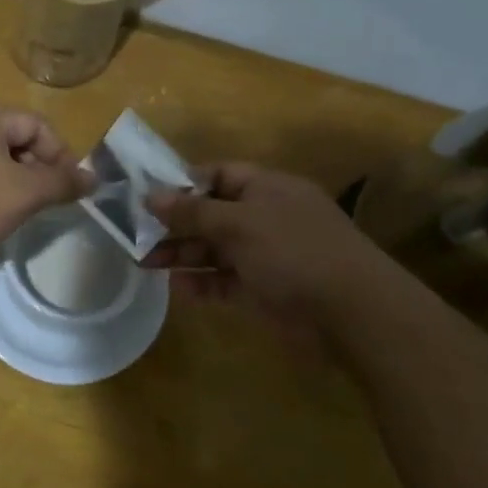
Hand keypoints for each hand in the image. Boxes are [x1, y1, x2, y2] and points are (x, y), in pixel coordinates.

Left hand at [0, 101, 92, 263]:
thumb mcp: (22, 193)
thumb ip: (61, 183)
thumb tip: (94, 178)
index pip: (39, 126)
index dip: (61, 156)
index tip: (70, 192)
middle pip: (15, 141)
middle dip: (37, 172)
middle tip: (45, 206)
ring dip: (12, 186)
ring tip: (18, 215)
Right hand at [144, 163, 370, 327]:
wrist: (351, 312)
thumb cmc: (293, 251)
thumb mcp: (238, 224)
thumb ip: (192, 211)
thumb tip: (151, 195)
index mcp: (266, 188)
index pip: (218, 175)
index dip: (182, 183)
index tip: (146, 196)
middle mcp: (265, 217)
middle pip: (211, 214)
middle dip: (175, 224)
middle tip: (135, 235)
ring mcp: (266, 255)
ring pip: (215, 249)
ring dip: (181, 255)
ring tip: (144, 263)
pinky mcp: (264, 289)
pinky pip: (225, 281)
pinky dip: (202, 283)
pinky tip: (176, 288)